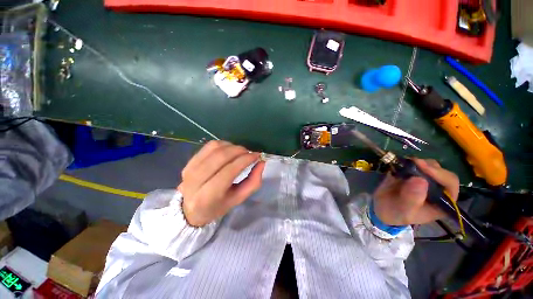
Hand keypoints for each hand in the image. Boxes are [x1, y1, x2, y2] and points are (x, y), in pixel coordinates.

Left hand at [178, 141, 265, 226]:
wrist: (191, 208)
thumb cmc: (218, 206)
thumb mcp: (238, 199)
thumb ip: (253, 182)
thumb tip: (261, 162)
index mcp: (208, 196)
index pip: (229, 171)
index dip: (245, 160)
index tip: (257, 156)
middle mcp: (195, 181)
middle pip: (221, 156)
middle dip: (240, 151)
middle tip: (250, 153)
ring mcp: (190, 168)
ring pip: (215, 148)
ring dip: (232, 146)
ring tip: (240, 152)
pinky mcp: (189, 161)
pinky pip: (209, 146)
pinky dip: (223, 144)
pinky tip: (229, 150)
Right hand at [373, 158, 459, 225]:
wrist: (381, 208)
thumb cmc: (396, 214)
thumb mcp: (404, 211)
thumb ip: (412, 199)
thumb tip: (420, 180)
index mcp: (442, 202)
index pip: (450, 184)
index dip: (439, 174)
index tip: (422, 167)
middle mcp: (437, 189)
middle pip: (441, 171)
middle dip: (427, 166)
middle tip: (412, 163)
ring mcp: (425, 179)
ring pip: (429, 165)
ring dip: (417, 162)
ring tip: (404, 165)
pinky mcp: (412, 173)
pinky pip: (414, 163)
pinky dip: (407, 161)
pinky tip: (399, 165)